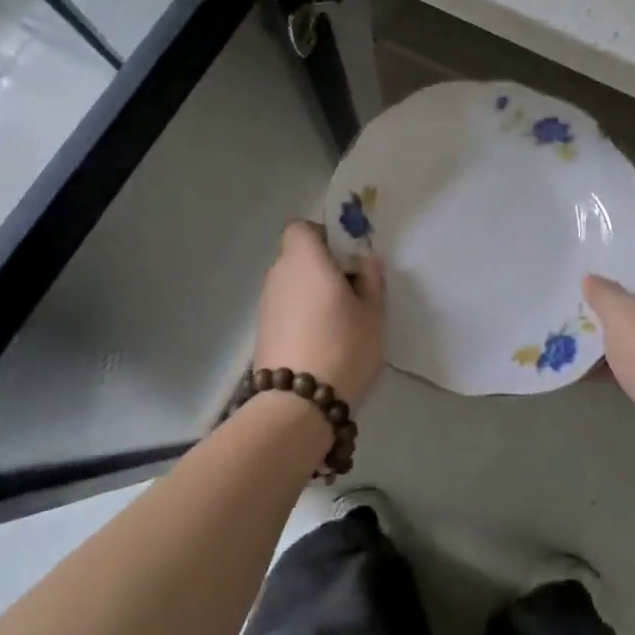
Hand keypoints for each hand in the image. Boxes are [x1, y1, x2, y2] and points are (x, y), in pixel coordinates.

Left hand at [253, 221, 385, 407]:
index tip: (345, 256)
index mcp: (305, 260)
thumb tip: (366, 259)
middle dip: (321, 265)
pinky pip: (285, 307)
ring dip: (310, 291)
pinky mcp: (262, 331)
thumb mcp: (372, 313)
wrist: (297, 406)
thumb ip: (370, 280)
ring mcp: (266, 304)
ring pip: (291, 283)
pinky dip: (300, 314)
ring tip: (338, 318)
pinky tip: (321, 339)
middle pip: (297, 255)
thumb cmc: (343, 347)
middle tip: (350, 288)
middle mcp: (279, 274)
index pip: (301, 228)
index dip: (322, 235)